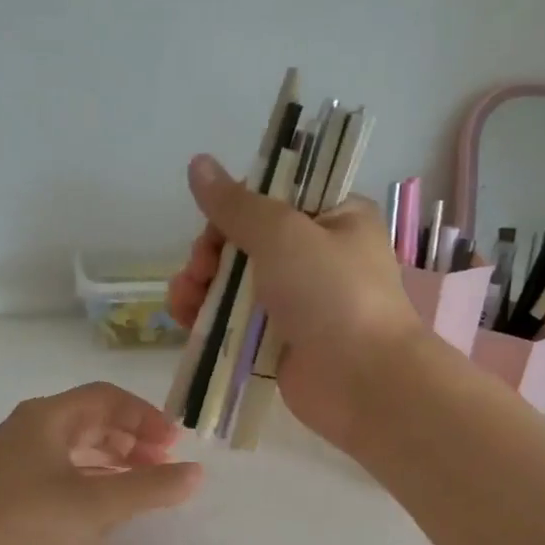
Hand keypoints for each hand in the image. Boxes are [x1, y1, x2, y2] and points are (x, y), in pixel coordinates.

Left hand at [0, 382, 202, 544]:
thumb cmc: (25, 527)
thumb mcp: (97, 506)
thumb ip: (150, 487)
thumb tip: (197, 473)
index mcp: (46, 418)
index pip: (106, 398)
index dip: (146, 417)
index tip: (176, 447)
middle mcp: (28, 432)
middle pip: (90, 421)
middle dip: (131, 439)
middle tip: (162, 466)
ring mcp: (13, 465)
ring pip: (74, 450)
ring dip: (112, 462)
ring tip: (141, 486)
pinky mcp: (7, 497)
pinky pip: (60, 476)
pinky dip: (90, 483)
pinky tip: (104, 509)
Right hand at [168, 154, 425, 448]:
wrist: (362, 381)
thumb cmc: (332, 295)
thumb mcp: (283, 234)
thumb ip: (236, 204)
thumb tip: (198, 163)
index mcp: (334, 218)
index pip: (273, 198)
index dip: (235, 209)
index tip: (214, 228)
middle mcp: (316, 257)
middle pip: (246, 242)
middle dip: (211, 253)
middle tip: (198, 270)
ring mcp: (297, 303)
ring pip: (234, 284)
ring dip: (201, 286)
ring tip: (183, 300)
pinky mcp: (278, 342)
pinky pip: (235, 323)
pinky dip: (209, 319)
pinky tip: (186, 321)